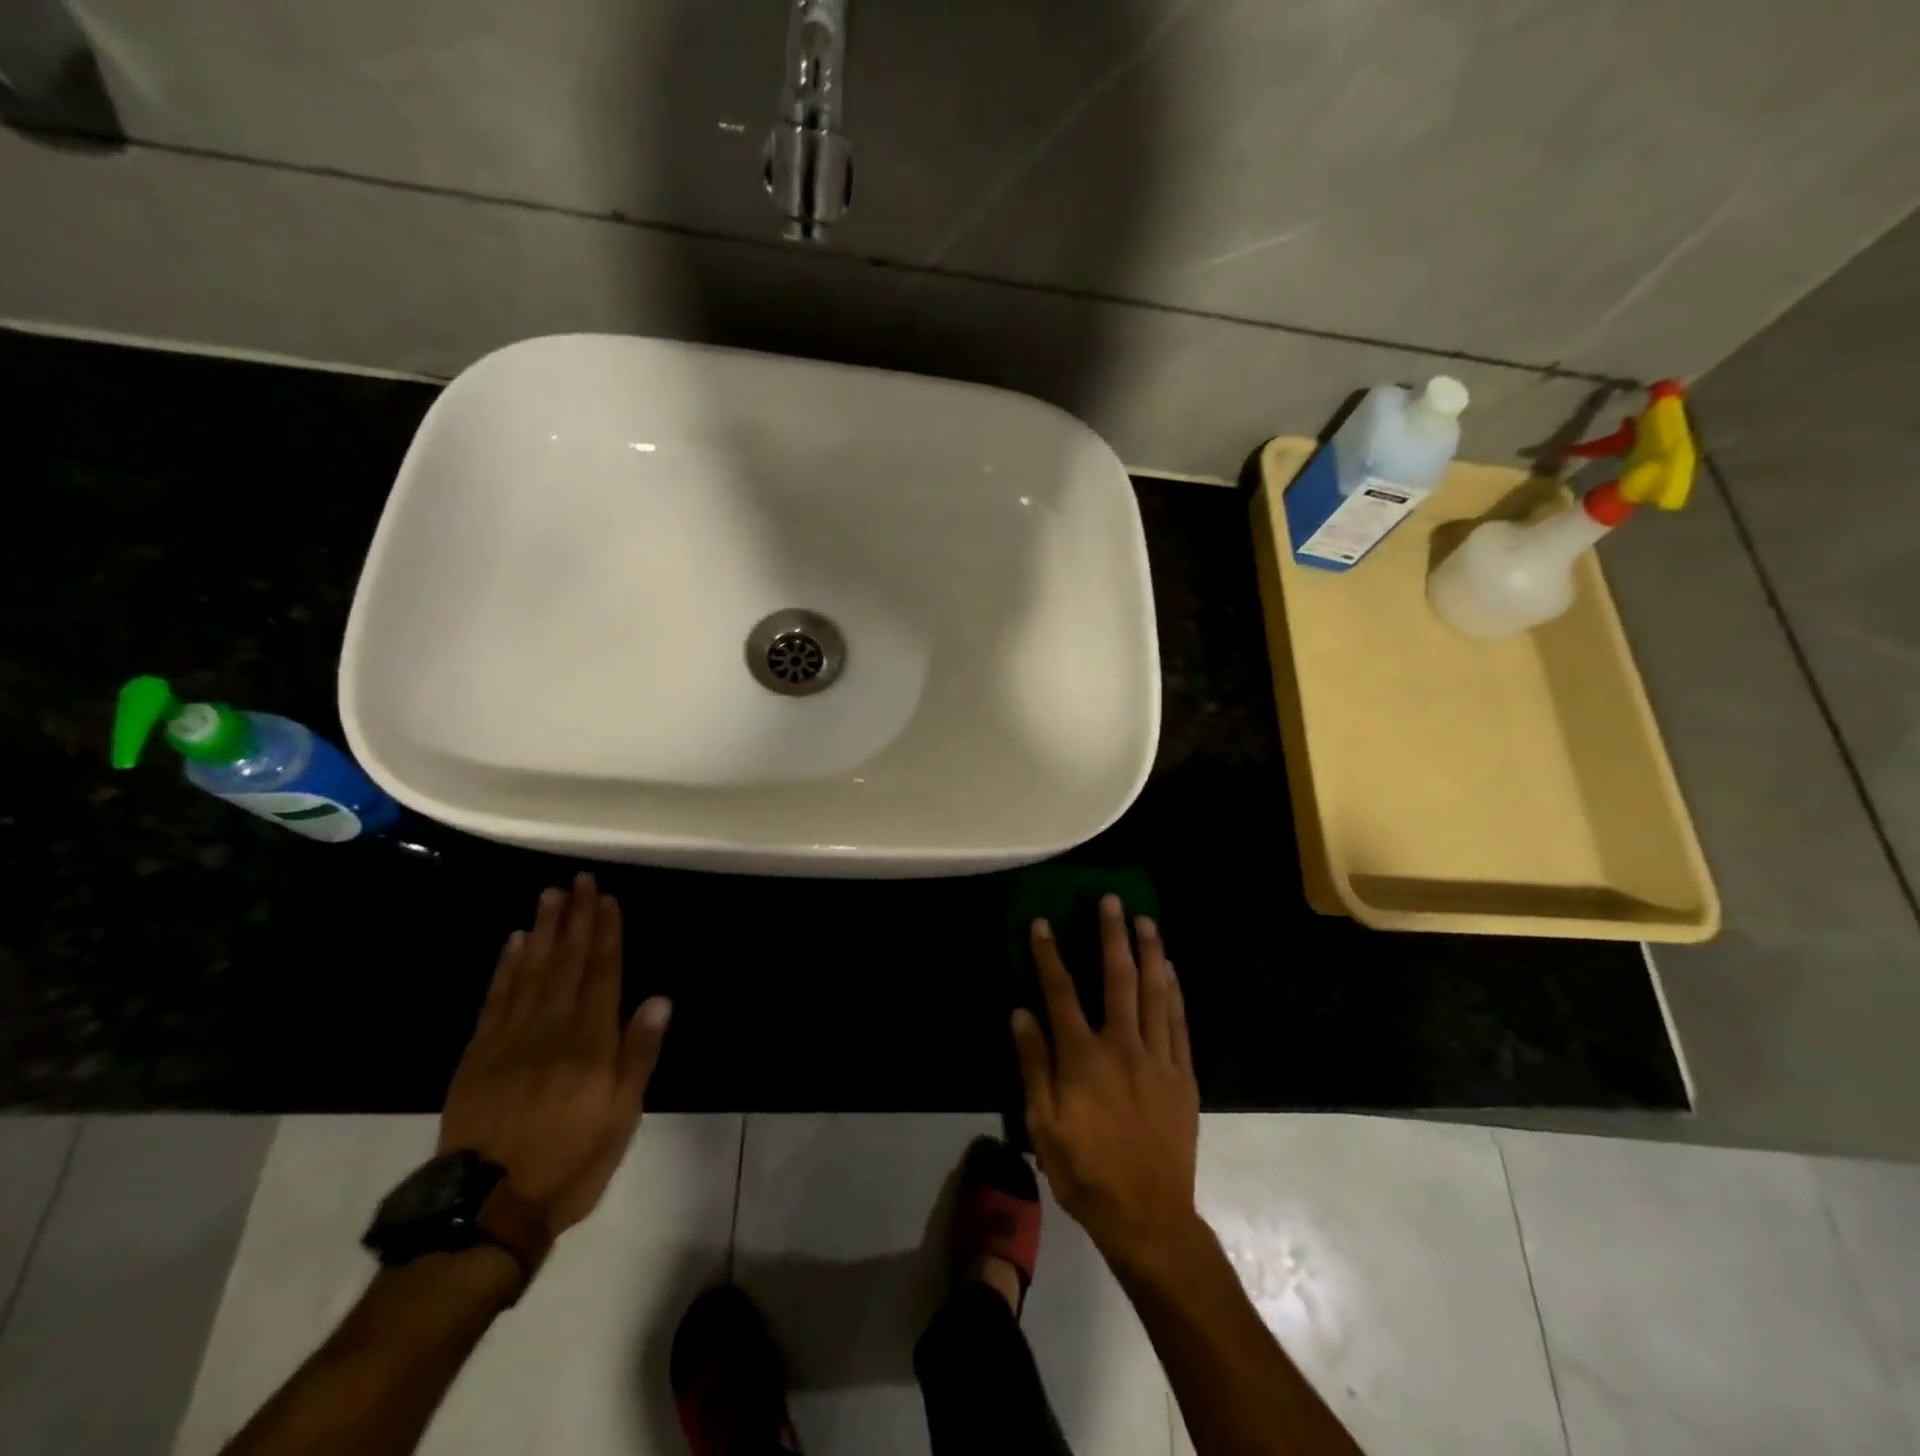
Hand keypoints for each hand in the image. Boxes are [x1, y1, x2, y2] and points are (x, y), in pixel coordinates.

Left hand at [439, 874, 671, 1234]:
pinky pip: (495, 999)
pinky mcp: (479, 1054)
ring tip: (550, 896)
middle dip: (576, 919)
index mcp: (590, 1042)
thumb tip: (659, 999)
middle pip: (567, 963)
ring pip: (531, 972)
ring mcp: (510, 1038)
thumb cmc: (571, 1160)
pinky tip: (515, 942)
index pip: (602, 974)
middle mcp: (551, 1029)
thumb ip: (638, 1053)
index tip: (608, 899)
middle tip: (578, 881)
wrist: (488, 1209)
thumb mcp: (622, 1115)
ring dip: (544, 931)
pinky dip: (506, 967)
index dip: (606, 934)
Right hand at [1012, 894, 1200, 1270]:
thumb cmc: (1086, 1171)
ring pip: (1155, 992)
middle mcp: (1123, 1046)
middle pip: (1118, 978)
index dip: (1048, 955)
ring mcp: (1158, 1058)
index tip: (1041, 923)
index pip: (1061, 992)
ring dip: (1150, 952)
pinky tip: (1172, 970)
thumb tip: (1021, 1013)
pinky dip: (1175, 991)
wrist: (1149, 1216)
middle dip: (1112, 936)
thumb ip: (1034, 1064)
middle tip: (1111, 901)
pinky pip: (1179, 1022)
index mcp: (1083, 1057)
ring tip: (1146, 921)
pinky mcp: (1183, 1075)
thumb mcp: (1044, 1125)